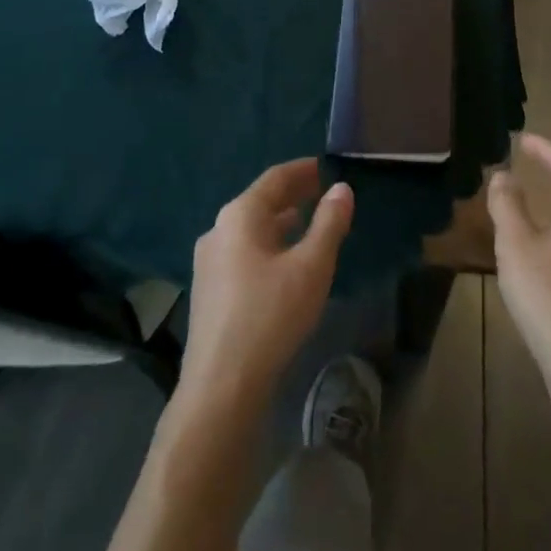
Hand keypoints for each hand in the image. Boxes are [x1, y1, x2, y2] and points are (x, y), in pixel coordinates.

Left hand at [176, 160, 353, 420]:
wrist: (221, 385)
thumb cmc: (270, 316)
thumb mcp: (311, 267)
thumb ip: (329, 224)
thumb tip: (342, 189)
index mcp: (239, 215)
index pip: (274, 178)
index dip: (302, 170)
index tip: (324, 165)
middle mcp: (218, 230)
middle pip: (260, 201)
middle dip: (292, 194)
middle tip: (322, 190)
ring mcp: (209, 261)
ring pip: (251, 229)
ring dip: (281, 221)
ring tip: (308, 221)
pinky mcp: (209, 289)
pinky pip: (243, 251)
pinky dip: (268, 243)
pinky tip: (284, 260)